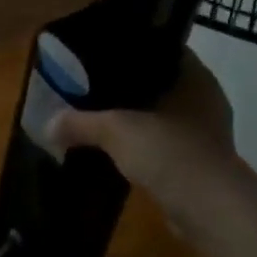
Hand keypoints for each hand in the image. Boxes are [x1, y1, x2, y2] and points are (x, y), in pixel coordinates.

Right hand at [46, 49, 243, 230]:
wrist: (209, 209)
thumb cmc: (169, 151)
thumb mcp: (117, 130)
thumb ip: (81, 122)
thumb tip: (48, 124)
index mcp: (194, 74)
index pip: (163, 47)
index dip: (134, 47)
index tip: (105, 51)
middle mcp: (205, 96)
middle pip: (162, 81)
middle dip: (132, 85)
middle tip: (95, 84)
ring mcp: (206, 131)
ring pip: (165, 114)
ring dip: (141, 117)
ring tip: (103, 115)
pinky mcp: (202, 161)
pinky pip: (169, 142)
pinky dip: (149, 145)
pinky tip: (122, 149)